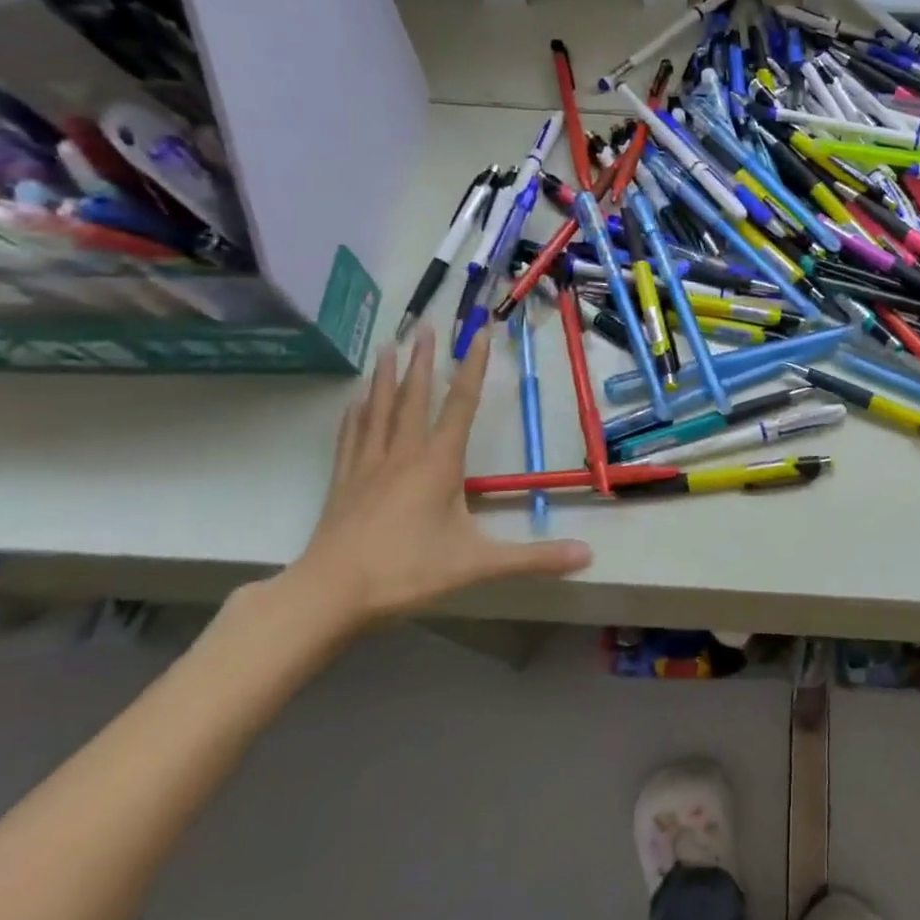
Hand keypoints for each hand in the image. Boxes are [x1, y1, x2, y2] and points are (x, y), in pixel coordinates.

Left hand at [283, 325, 591, 632]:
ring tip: (388, 346)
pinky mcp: (343, 483)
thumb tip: (589, 555)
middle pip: (414, 397)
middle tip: (424, 325)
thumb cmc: (408, 572)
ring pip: (379, 410)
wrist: (330, 594)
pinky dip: (355, 414)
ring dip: (386, 376)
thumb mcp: (479, 565)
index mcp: (438, 463)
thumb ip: (534, 558)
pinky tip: (354, 401)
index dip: (473, 368)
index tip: (479, 333)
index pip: (461, 405)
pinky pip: (351, 437)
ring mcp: (368, 466)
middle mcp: (403, 454)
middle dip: (422, 360)